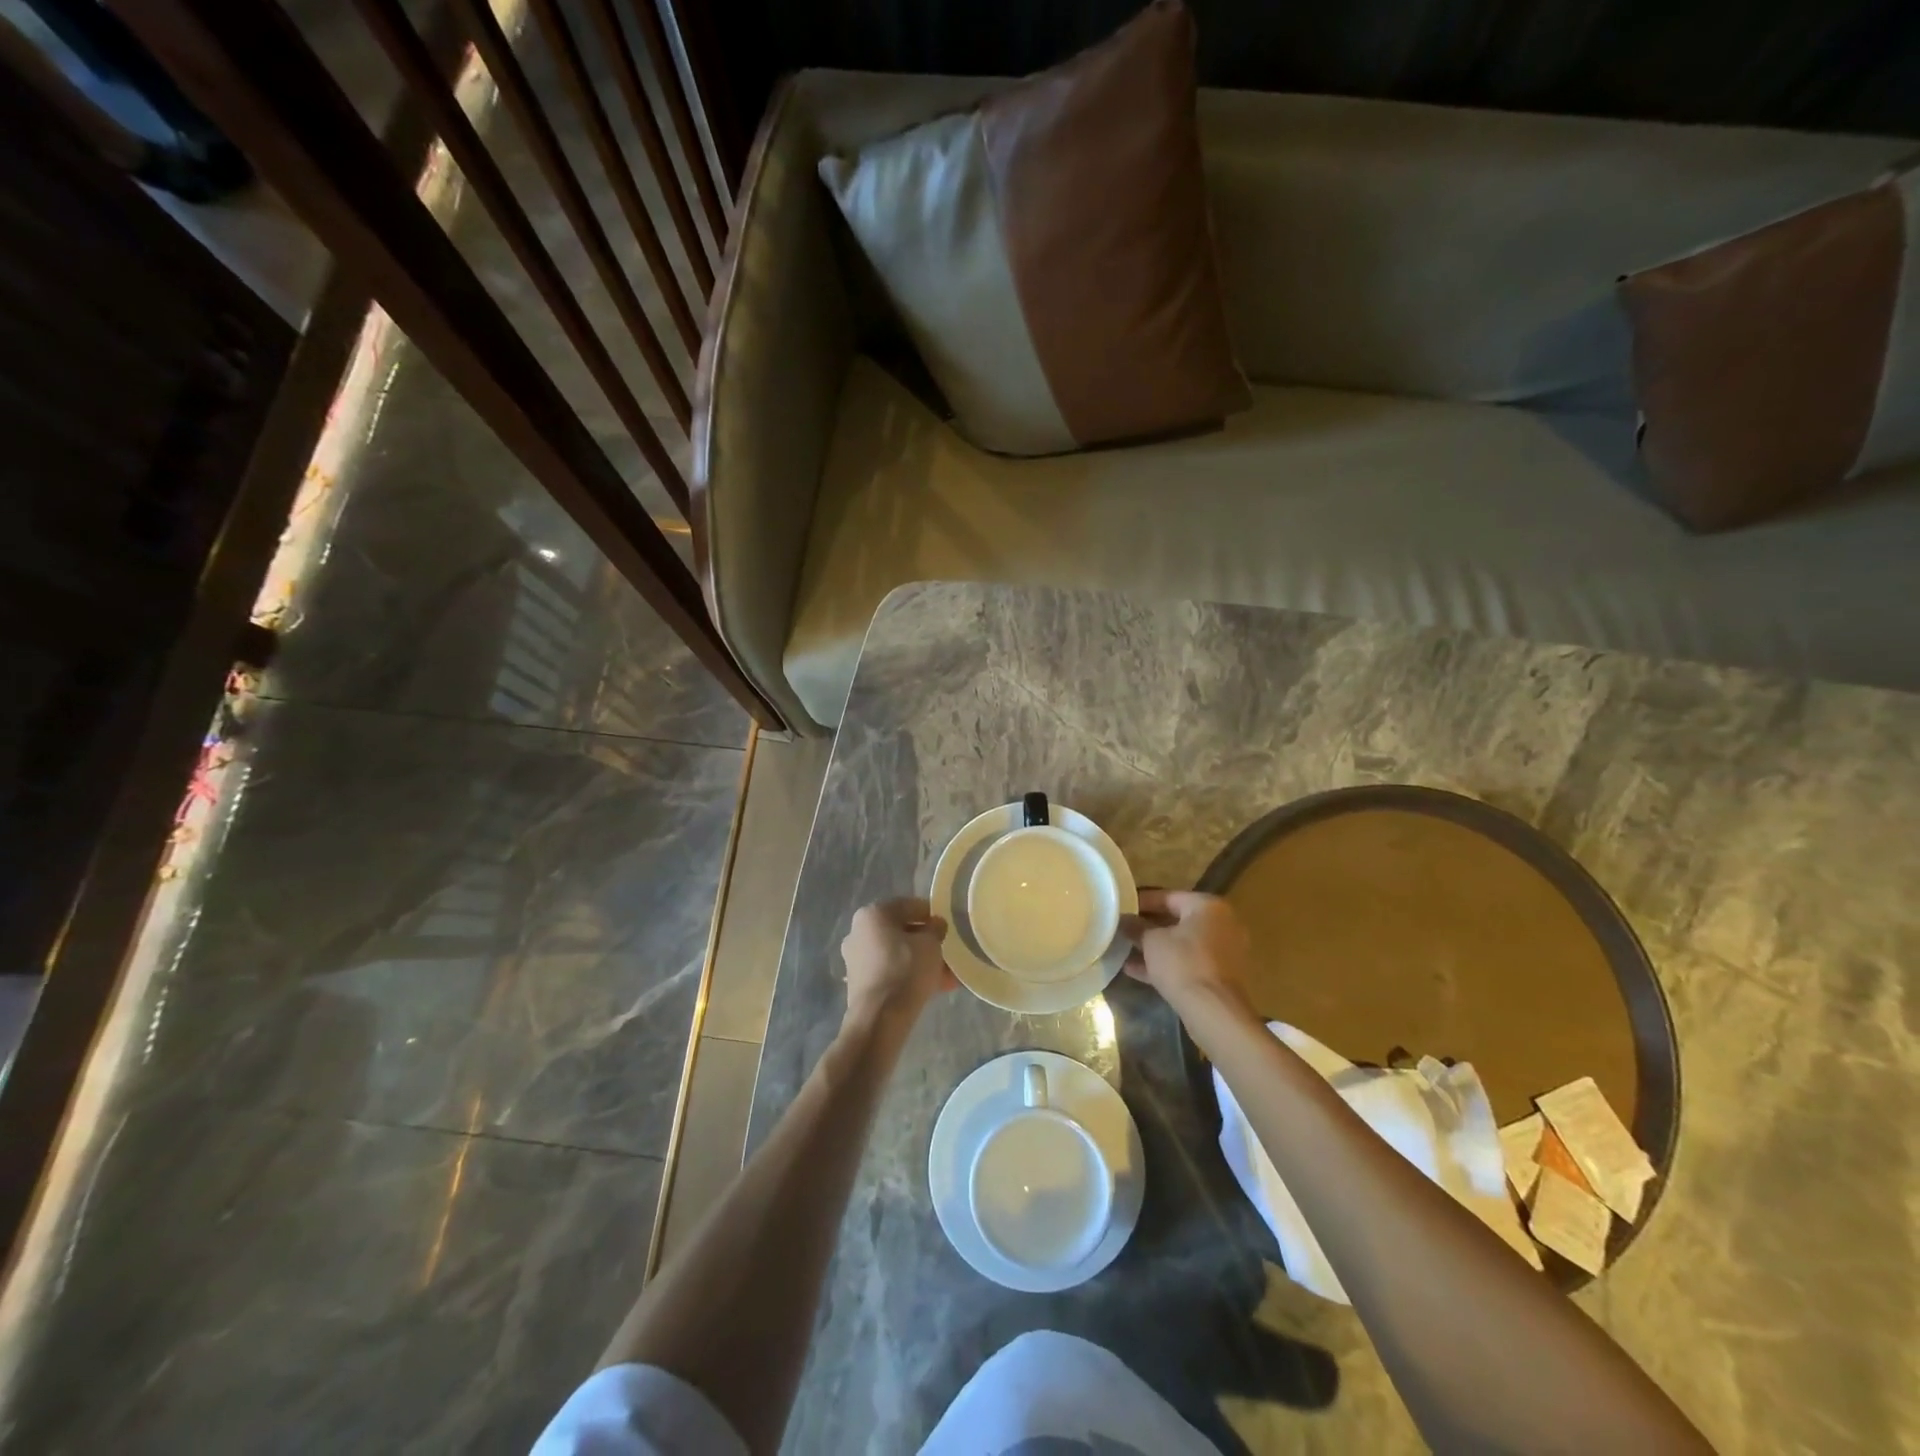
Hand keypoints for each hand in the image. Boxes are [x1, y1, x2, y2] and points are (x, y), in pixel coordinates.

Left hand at [840, 897, 956, 1029]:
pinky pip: (890, 971)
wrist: (880, 1018)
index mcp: (873, 914)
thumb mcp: (931, 944)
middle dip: (925, 942)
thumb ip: (935, 929)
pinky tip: (931, 988)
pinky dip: (908, 976)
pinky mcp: (858, 982)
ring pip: (896, 954)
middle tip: (946, 953)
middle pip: (900, 931)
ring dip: (920, 961)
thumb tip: (935, 925)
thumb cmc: (906, 969)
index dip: (931, 914)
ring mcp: (856, 958)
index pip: (909, 906)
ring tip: (945, 976)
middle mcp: (859, 932)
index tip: (947, 927)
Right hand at [1121, 889, 1255, 1016]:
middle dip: (1149, 926)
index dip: (1142, 902)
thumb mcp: (1152, 942)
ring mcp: (1224, 952)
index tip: (1122, 908)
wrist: (1214, 1011)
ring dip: (1156, 948)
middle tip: (1124, 929)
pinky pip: (1189, 963)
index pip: (1169, 896)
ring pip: (1183, 944)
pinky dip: (1167, 964)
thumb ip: (1136, 927)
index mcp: (1208, 907)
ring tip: (1126, 950)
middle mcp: (1222, 924)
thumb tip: (1124, 919)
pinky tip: (1137, 971)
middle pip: (1178, 920)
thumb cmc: (1183, 964)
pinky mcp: (1221, 976)